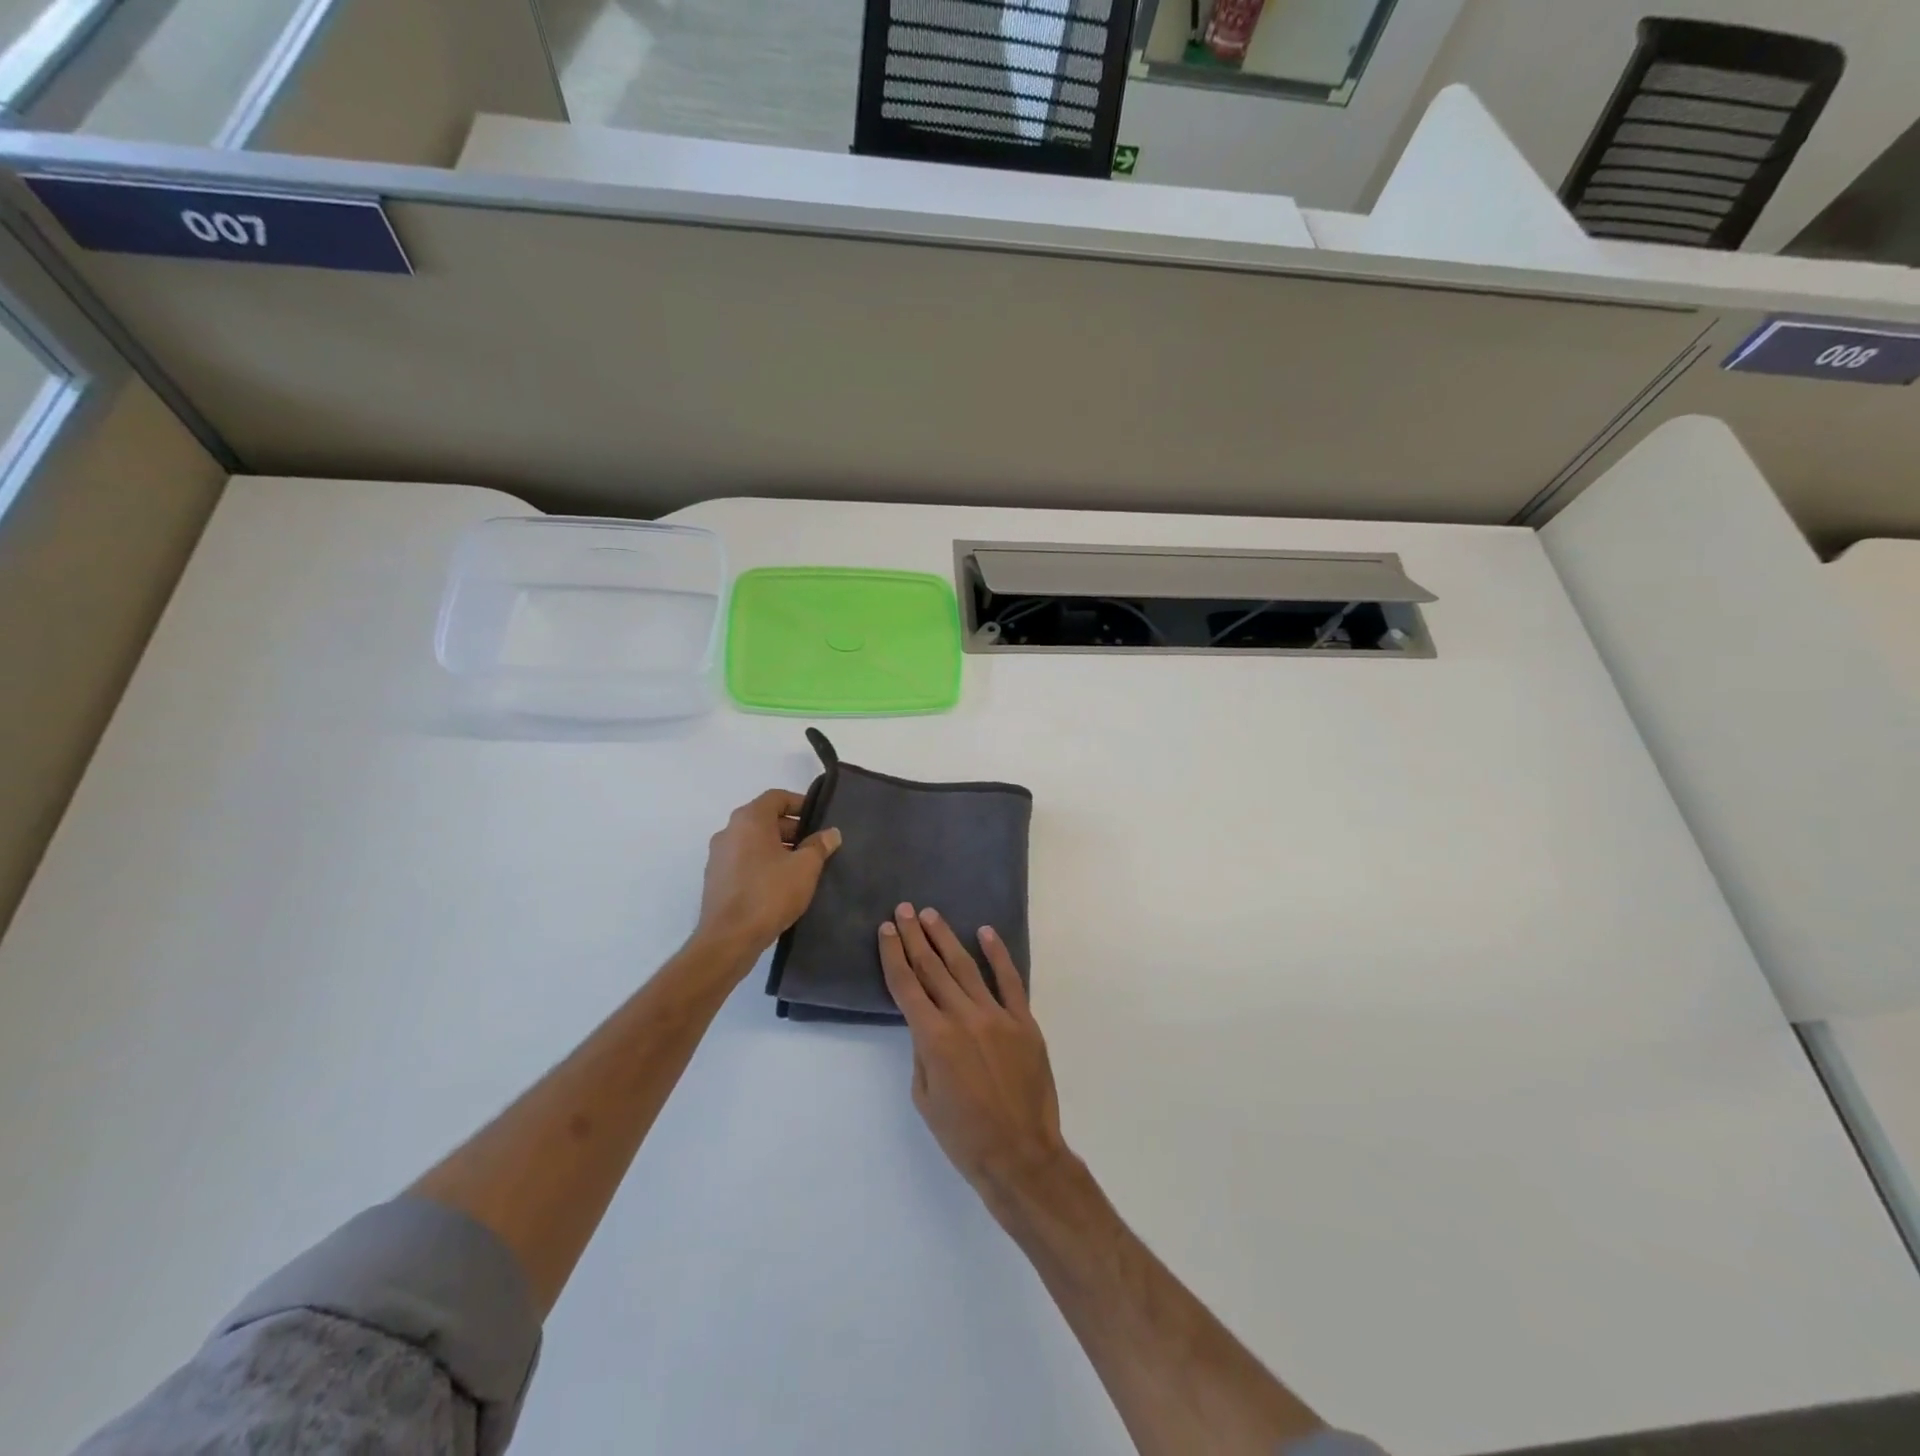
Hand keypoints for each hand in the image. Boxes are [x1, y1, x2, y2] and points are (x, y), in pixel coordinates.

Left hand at [696, 790, 840, 960]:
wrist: (728, 939)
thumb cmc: (769, 894)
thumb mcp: (805, 868)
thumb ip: (819, 846)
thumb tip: (830, 833)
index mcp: (749, 820)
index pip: (776, 797)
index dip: (800, 803)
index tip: (819, 818)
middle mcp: (729, 831)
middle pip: (764, 818)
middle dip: (792, 828)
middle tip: (815, 844)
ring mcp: (718, 855)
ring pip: (753, 840)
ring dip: (778, 847)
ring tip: (801, 866)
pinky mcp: (715, 878)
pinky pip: (744, 859)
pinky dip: (762, 862)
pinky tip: (780, 883)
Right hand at [878, 903, 1069, 1202]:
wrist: (1020, 1154)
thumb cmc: (963, 1135)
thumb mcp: (924, 1097)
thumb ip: (922, 1052)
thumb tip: (927, 1023)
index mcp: (933, 1037)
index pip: (906, 985)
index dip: (893, 955)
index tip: (885, 930)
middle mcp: (963, 1017)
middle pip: (932, 968)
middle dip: (915, 936)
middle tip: (904, 910)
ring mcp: (997, 1016)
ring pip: (966, 967)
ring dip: (946, 938)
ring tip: (931, 915)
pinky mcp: (1024, 1021)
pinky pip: (1009, 980)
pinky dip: (997, 954)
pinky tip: (986, 932)